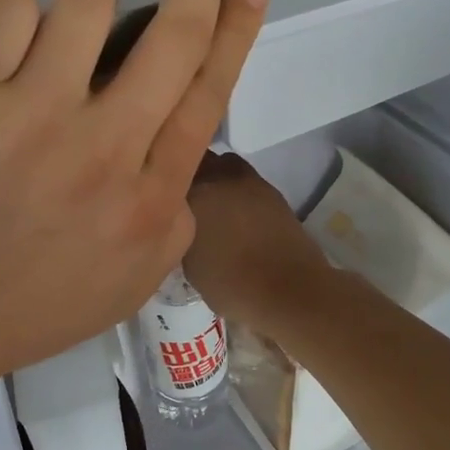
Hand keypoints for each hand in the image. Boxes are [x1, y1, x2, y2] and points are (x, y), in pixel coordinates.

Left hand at [0, 0, 267, 408]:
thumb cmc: (25, 309)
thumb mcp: (130, 282)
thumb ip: (170, 216)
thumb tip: (177, 150)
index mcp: (150, 197)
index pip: (209, 92)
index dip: (236, 29)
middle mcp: (105, 148)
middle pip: (172, 37)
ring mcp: (33, 117)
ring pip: (87, 2)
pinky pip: (7, 9)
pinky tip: (16, 11)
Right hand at [182, 152, 330, 334]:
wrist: (289, 289)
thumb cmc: (231, 283)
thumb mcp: (189, 263)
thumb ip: (181, 232)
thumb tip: (183, 223)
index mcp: (195, 192)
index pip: (170, 172)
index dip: (166, 183)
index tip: (160, 196)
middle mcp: (221, 176)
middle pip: (200, 160)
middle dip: (192, 174)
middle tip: (187, 198)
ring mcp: (251, 181)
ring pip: (225, 166)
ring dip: (218, 179)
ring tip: (214, 205)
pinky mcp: (273, 191)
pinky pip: (246, 182)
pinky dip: (239, 192)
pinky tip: (237, 215)